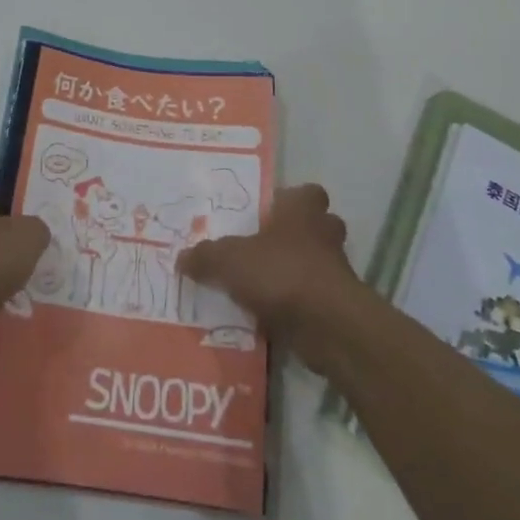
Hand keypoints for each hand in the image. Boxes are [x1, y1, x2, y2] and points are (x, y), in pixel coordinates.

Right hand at [176, 183, 360, 373]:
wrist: (328, 326)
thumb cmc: (281, 272)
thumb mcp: (229, 260)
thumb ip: (205, 256)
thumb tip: (182, 257)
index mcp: (302, 210)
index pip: (306, 193)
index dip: (290, 200)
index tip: (268, 213)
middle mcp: (323, 234)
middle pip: (314, 227)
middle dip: (293, 237)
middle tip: (262, 248)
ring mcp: (335, 271)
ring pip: (315, 264)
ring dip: (293, 273)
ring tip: (260, 285)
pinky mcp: (338, 306)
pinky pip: (312, 298)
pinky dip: (295, 305)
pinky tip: (267, 316)